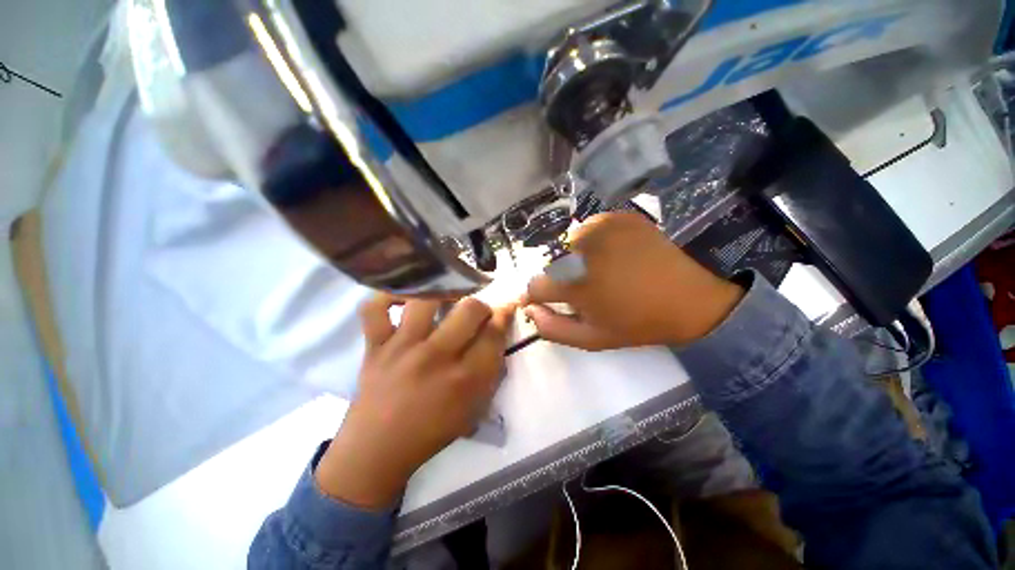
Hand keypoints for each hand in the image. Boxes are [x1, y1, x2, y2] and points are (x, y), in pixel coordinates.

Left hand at [315, 296, 513, 508]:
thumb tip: (497, 333)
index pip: (494, 334)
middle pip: (470, 310)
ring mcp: (402, 348)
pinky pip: (375, 308)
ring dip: (443, 294)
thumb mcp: (474, 409)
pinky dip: (387, 297)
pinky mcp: (375, 345)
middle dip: (480, 306)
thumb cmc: (431, 432)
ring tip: (445, 299)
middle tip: (476, 313)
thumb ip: (491, 371)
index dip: (504, 316)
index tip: (505, 308)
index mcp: (464, 379)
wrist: (377, 449)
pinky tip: (403, 299)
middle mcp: (436, 357)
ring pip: (428, 300)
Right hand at [524, 213, 743, 350]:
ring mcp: (601, 227)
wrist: (689, 300)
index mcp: (573, 282)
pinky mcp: (618, 217)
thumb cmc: (636, 324)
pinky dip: (592, 243)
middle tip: (583, 290)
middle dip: (559, 279)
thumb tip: (529, 308)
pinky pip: (590, 229)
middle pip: (551, 265)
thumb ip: (551, 327)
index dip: (538, 296)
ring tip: (598, 272)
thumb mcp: (590, 339)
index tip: (547, 301)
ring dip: (574, 260)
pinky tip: (611, 254)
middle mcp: (581, 249)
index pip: (535, 285)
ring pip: (567, 245)